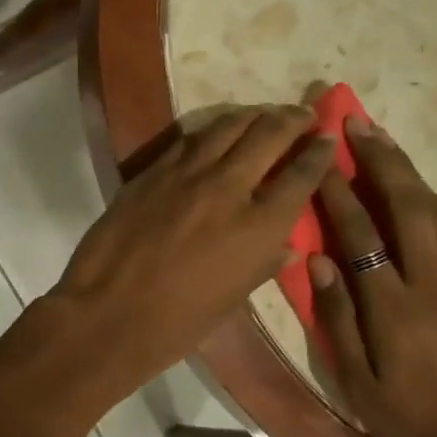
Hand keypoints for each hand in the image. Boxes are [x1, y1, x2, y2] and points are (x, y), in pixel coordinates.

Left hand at [50, 106, 336, 393]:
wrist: (107, 313)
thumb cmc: (176, 323)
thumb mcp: (232, 300)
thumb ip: (262, 265)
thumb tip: (285, 245)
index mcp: (258, 226)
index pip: (301, 175)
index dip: (320, 152)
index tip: (329, 138)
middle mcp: (227, 187)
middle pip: (268, 134)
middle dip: (293, 118)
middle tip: (305, 113)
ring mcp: (185, 174)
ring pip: (227, 126)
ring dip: (253, 115)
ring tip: (265, 113)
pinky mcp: (152, 171)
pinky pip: (190, 140)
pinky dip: (212, 132)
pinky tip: (217, 133)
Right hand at [309, 115, 436, 436]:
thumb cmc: (404, 417)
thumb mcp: (354, 378)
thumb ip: (336, 315)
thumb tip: (318, 258)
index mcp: (393, 308)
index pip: (360, 236)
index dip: (337, 194)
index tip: (318, 160)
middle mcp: (431, 284)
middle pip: (408, 206)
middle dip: (381, 161)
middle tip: (357, 123)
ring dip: (411, 173)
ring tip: (385, 145)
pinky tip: (424, 193)